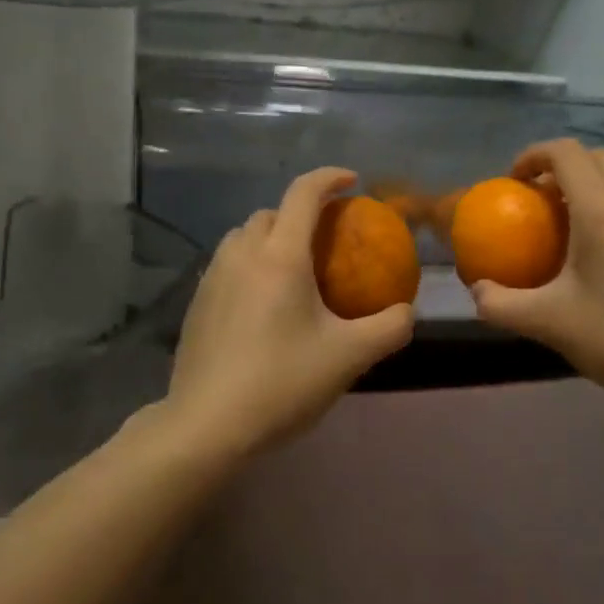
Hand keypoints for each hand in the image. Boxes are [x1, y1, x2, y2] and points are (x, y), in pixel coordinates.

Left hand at [162, 168, 414, 456]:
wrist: (207, 425)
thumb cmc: (282, 382)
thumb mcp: (349, 357)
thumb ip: (389, 328)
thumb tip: (407, 311)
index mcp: (281, 256)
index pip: (303, 194)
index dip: (330, 178)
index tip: (352, 182)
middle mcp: (242, 254)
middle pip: (271, 213)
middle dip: (301, 213)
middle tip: (326, 241)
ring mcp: (213, 277)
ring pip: (243, 236)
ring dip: (271, 238)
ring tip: (293, 270)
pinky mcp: (197, 303)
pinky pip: (228, 264)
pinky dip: (250, 264)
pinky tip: (262, 304)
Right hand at [468, 139, 603, 422]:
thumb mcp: (549, 324)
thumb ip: (502, 305)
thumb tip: (477, 290)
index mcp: (602, 211)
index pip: (566, 153)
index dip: (533, 155)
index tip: (511, 181)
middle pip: (594, 156)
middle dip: (558, 165)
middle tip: (533, 198)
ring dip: (586, 182)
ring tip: (561, 219)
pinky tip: (594, 248)